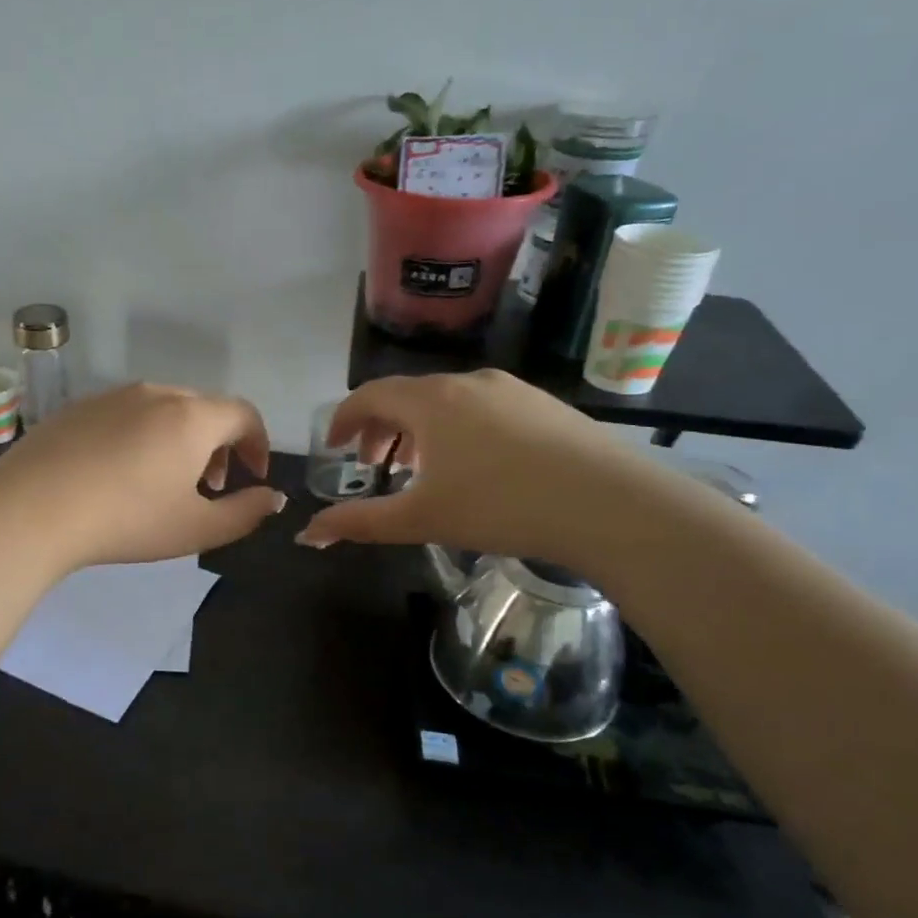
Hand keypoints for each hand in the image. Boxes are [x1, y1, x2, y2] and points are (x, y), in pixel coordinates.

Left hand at [0, 383, 284, 569]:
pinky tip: (117, 473)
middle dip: (219, 444)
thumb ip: (245, 513)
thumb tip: (271, 496)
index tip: (253, 475)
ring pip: (162, 409)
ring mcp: (111, 396)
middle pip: (203, 408)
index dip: (258, 443)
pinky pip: (124, 414)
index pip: (243, 414)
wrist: (32, 508)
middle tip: (209, 486)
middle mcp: (155, 393)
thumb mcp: (196, 529)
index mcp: (191, 416)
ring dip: (179, 439)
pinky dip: (140, 436)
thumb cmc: (126, 520)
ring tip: (164, 481)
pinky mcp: (76, 407)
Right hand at [297, 371, 637, 564]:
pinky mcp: (543, 404)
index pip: (369, 395)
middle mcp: (466, 382)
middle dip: (381, 428)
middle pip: (406, 395)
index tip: (335, 446)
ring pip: (446, 401)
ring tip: (422, 468)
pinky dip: (458, 429)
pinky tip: (476, 466)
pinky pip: (482, 407)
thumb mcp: (420, 519)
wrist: (611, 505)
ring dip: (420, 429)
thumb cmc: (501, 507)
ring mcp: (510, 389)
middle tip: (374, 464)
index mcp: (429, 401)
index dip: (344, 419)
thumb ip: (358, 523)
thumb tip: (306, 535)